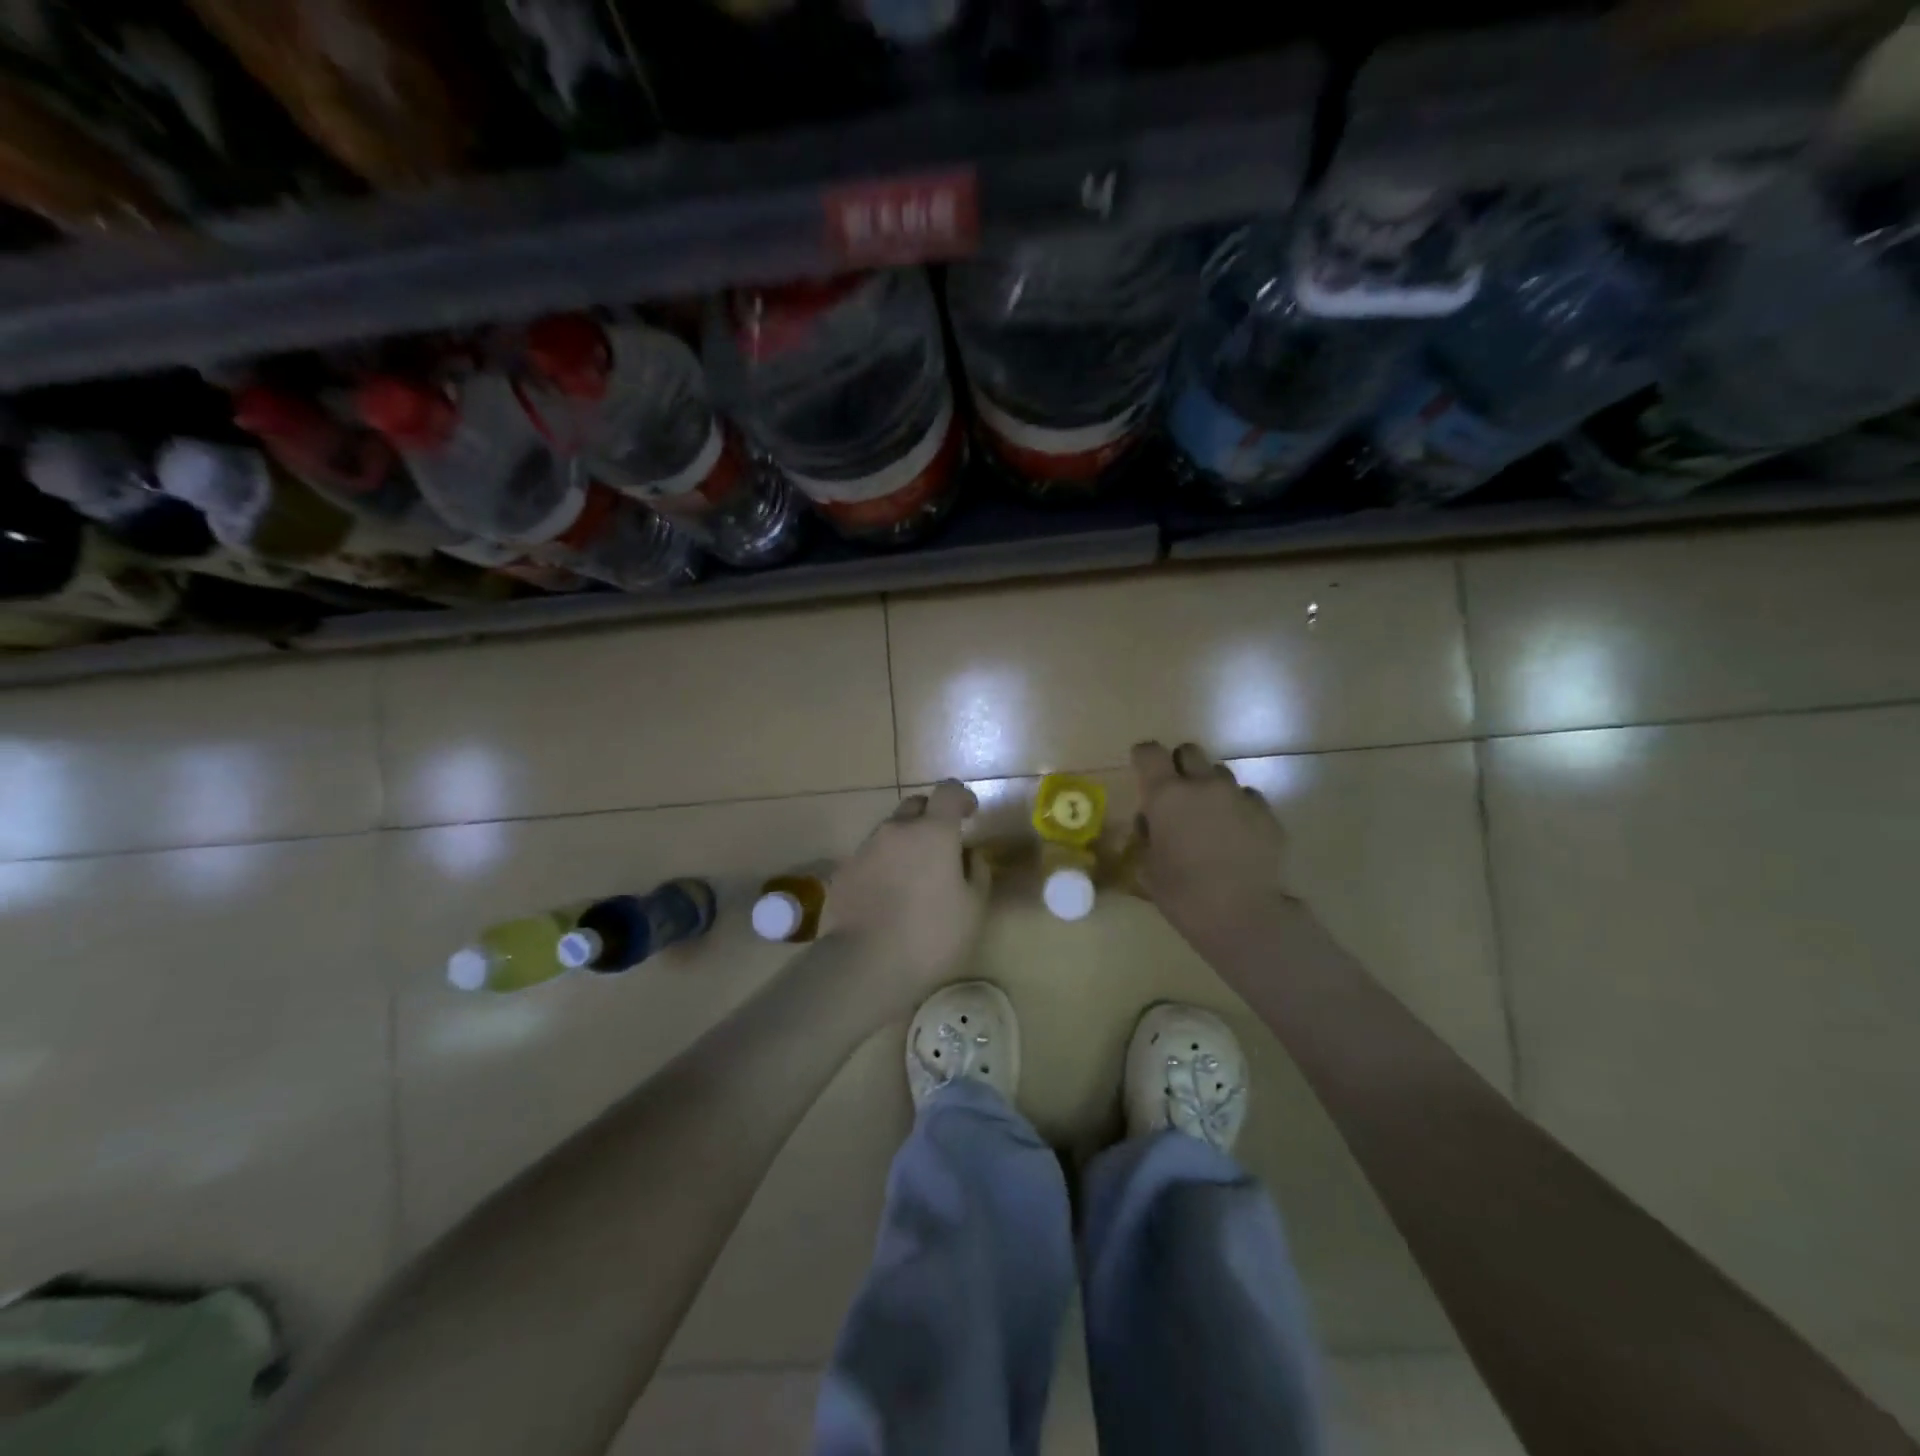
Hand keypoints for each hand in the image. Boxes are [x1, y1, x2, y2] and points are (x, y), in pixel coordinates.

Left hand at [821, 780, 990, 1009]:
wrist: (864, 964)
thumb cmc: (931, 936)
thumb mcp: (973, 908)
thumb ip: (977, 872)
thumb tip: (969, 855)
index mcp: (933, 832)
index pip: (948, 791)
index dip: (961, 797)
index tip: (970, 814)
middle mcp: (896, 830)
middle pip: (915, 805)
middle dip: (931, 816)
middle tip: (941, 846)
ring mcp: (865, 849)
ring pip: (890, 831)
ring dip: (905, 842)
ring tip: (913, 877)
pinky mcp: (843, 871)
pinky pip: (869, 857)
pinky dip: (882, 865)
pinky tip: (887, 896)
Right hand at [1130, 740, 1292, 938]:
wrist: (1243, 916)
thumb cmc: (1183, 895)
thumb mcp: (1148, 867)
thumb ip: (1147, 835)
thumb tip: (1151, 821)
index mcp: (1166, 795)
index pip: (1149, 752)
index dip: (1144, 758)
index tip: (1143, 772)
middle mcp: (1202, 785)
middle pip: (1189, 751)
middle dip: (1180, 765)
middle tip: (1178, 794)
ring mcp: (1238, 796)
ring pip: (1220, 773)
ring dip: (1210, 787)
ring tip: (1210, 817)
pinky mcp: (1266, 813)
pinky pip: (1247, 796)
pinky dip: (1237, 807)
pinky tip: (1236, 834)